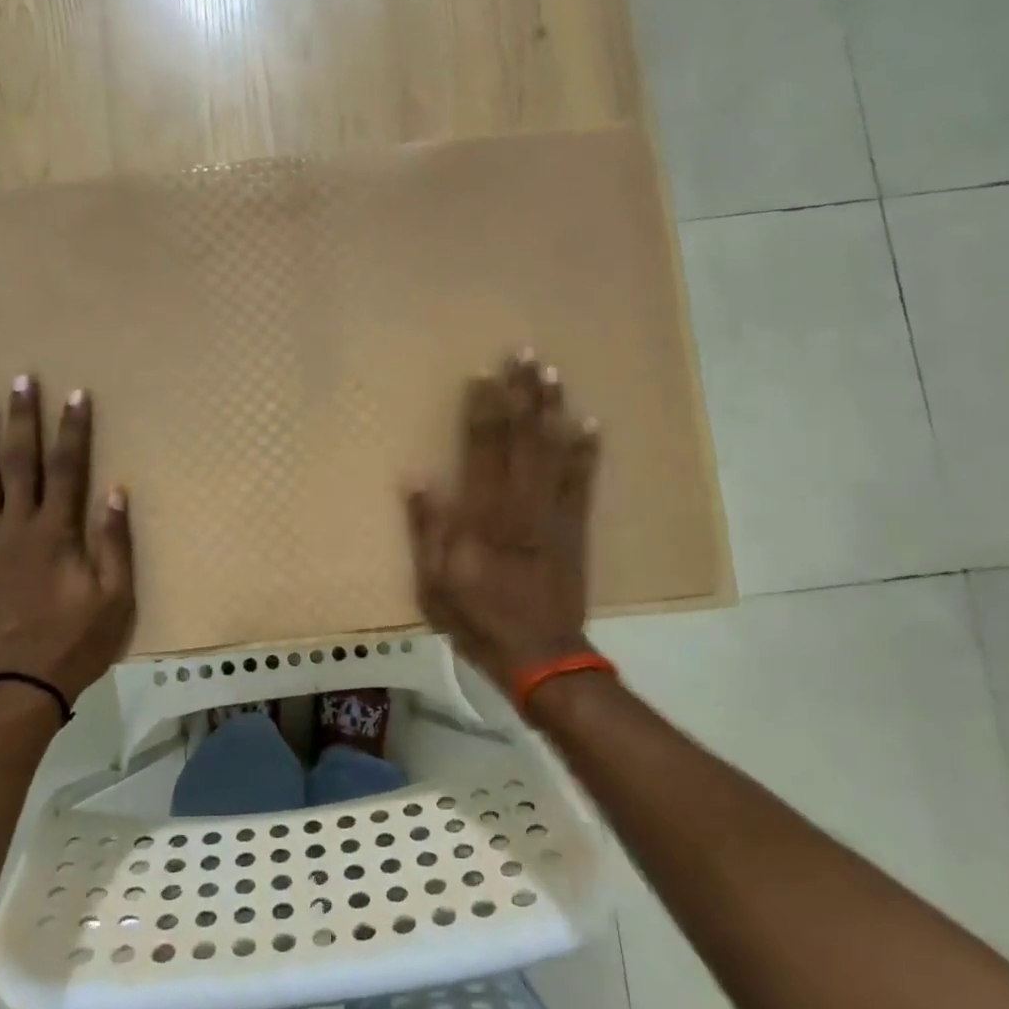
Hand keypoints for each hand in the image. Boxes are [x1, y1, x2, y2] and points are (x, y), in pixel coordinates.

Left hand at [0, 377, 135, 702]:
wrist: (17, 685)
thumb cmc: (75, 642)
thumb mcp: (115, 598)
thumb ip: (114, 543)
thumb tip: (115, 491)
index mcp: (56, 533)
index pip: (67, 468)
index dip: (73, 429)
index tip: (75, 394)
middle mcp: (16, 528)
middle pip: (19, 463)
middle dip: (23, 419)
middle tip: (21, 380)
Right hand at [406, 354, 599, 698]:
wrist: (541, 655)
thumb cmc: (478, 619)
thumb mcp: (434, 583)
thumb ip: (427, 529)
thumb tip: (418, 478)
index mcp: (484, 515)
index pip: (482, 449)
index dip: (483, 410)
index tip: (483, 374)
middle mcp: (522, 503)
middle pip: (522, 438)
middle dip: (522, 394)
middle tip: (524, 354)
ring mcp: (554, 513)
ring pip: (553, 450)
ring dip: (552, 409)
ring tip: (552, 373)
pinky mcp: (575, 528)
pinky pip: (583, 481)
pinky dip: (586, 451)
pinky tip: (589, 423)